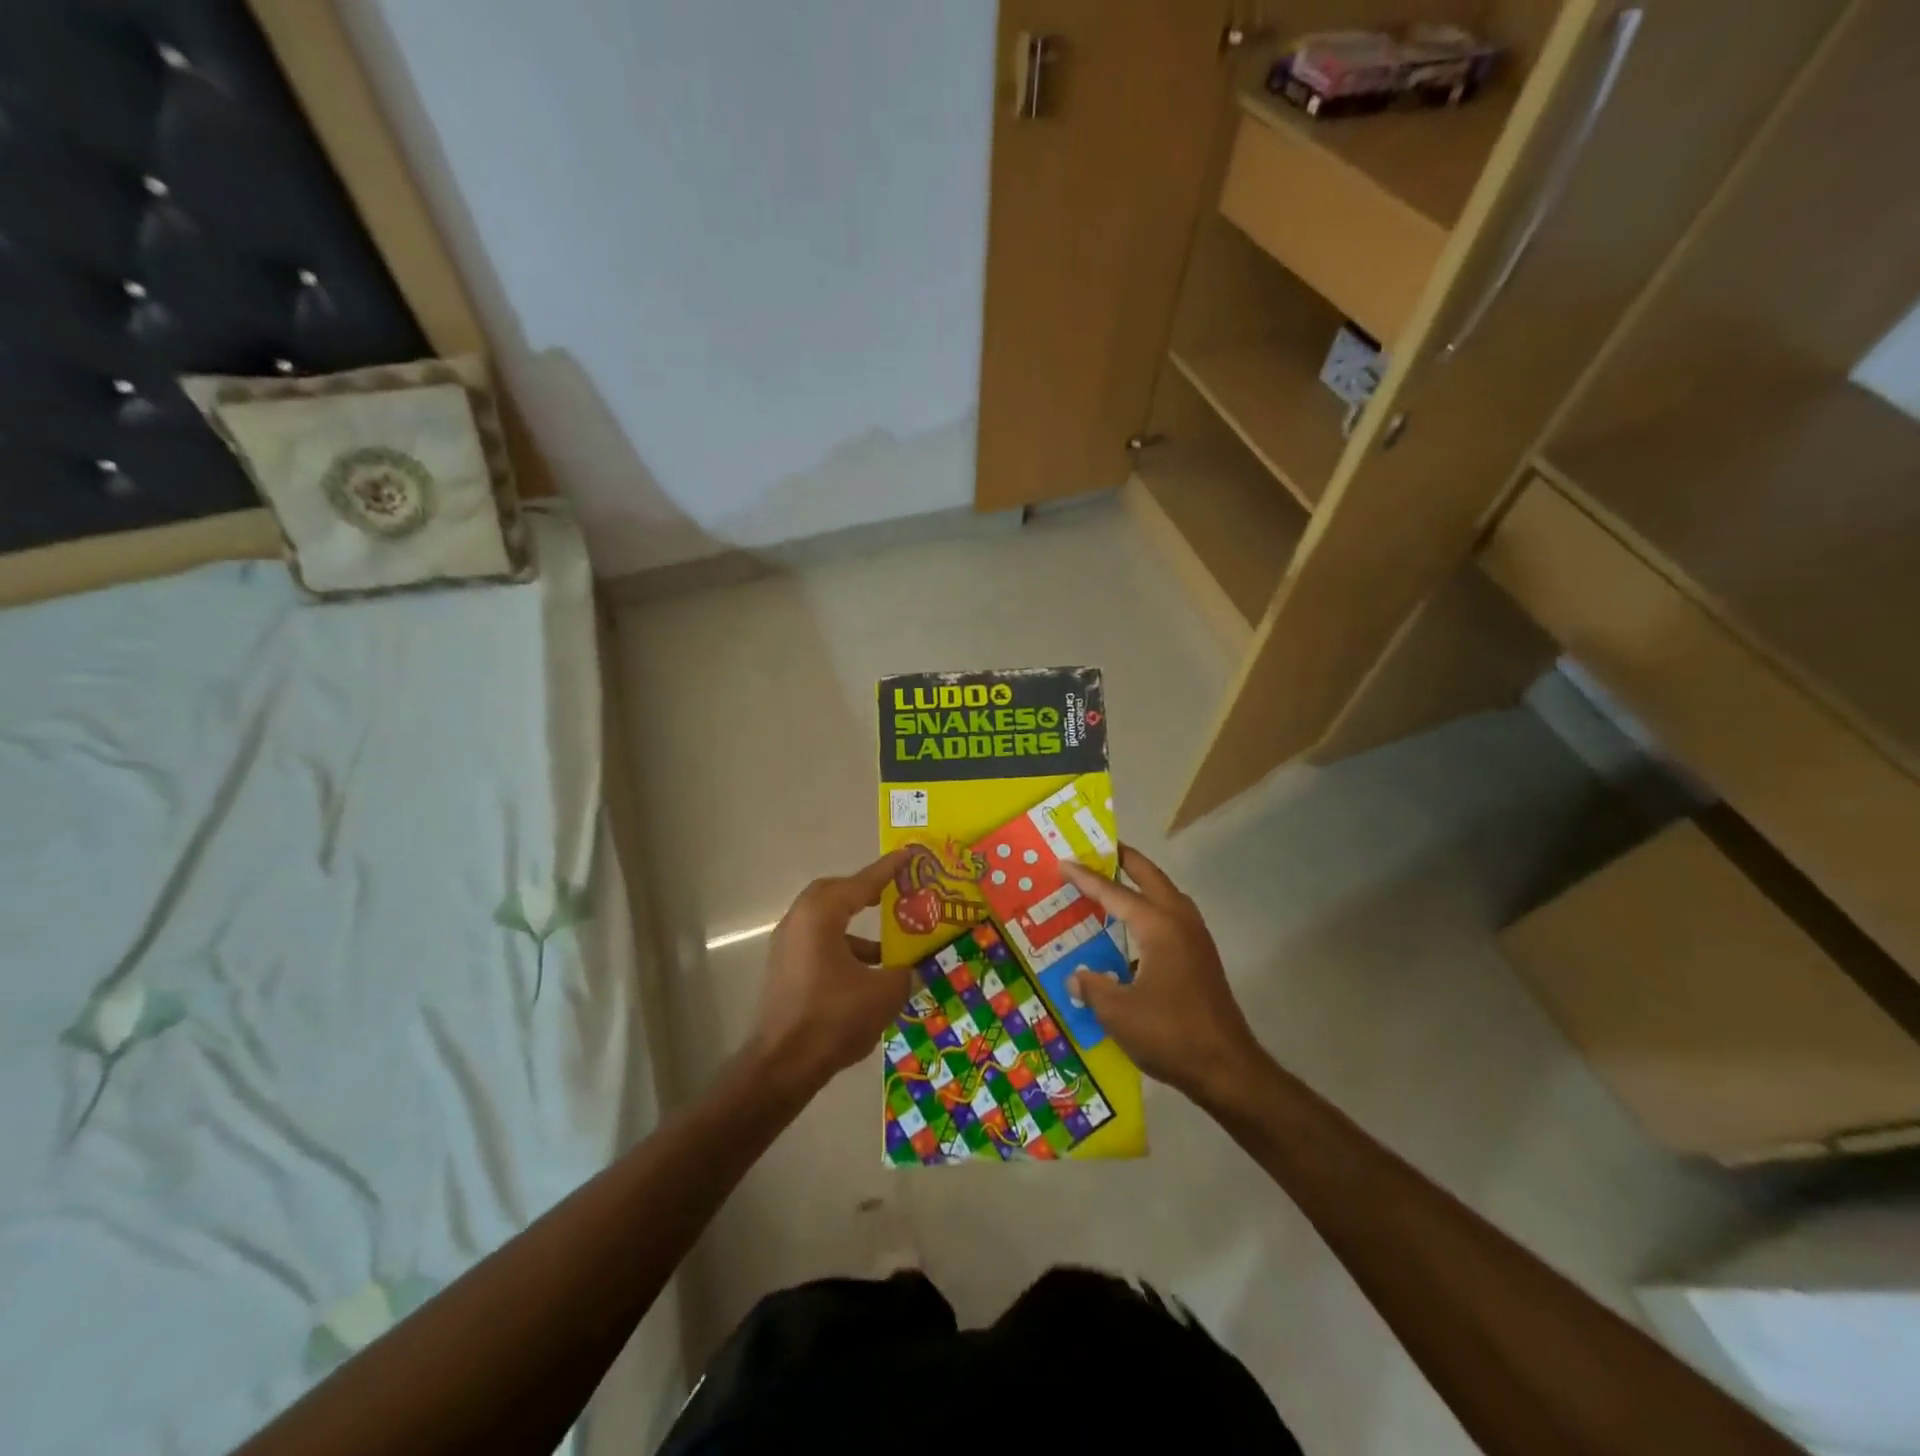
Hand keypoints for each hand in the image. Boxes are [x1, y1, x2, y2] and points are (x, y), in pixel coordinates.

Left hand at [750, 849, 913, 1093]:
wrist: (782, 1066)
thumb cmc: (834, 1017)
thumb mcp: (884, 993)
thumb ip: (904, 973)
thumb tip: (913, 969)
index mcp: (821, 915)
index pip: (861, 883)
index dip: (888, 869)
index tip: (908, 854)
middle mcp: (798, 922)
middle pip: (834, 894)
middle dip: (863, 892)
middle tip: (891, 893)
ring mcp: (786, 948)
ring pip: (825, 923)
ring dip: (855, 929)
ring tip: (887, 948)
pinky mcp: (783, 972)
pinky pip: (817, 946)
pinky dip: (842, 950)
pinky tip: (866, 977)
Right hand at [1058, 846, 1265, 1104]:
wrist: (1228, 1069)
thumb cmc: (1169, 1034)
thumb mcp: (1117, 1013)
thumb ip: (1092, 987)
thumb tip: (1076, 976)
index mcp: (1158, 926)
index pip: (1115, 893)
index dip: (1087, 879)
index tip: (1064, 863)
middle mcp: (1180, 922)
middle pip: (1150, 877)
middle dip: (1125, 860)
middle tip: (1098, 849)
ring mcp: (1196, 939)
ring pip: (1166, 895)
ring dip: (1142, 883)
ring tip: (1115, 882)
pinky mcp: (1202, 958)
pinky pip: (1172, 917)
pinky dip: (1151, 909)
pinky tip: (1134, 930)